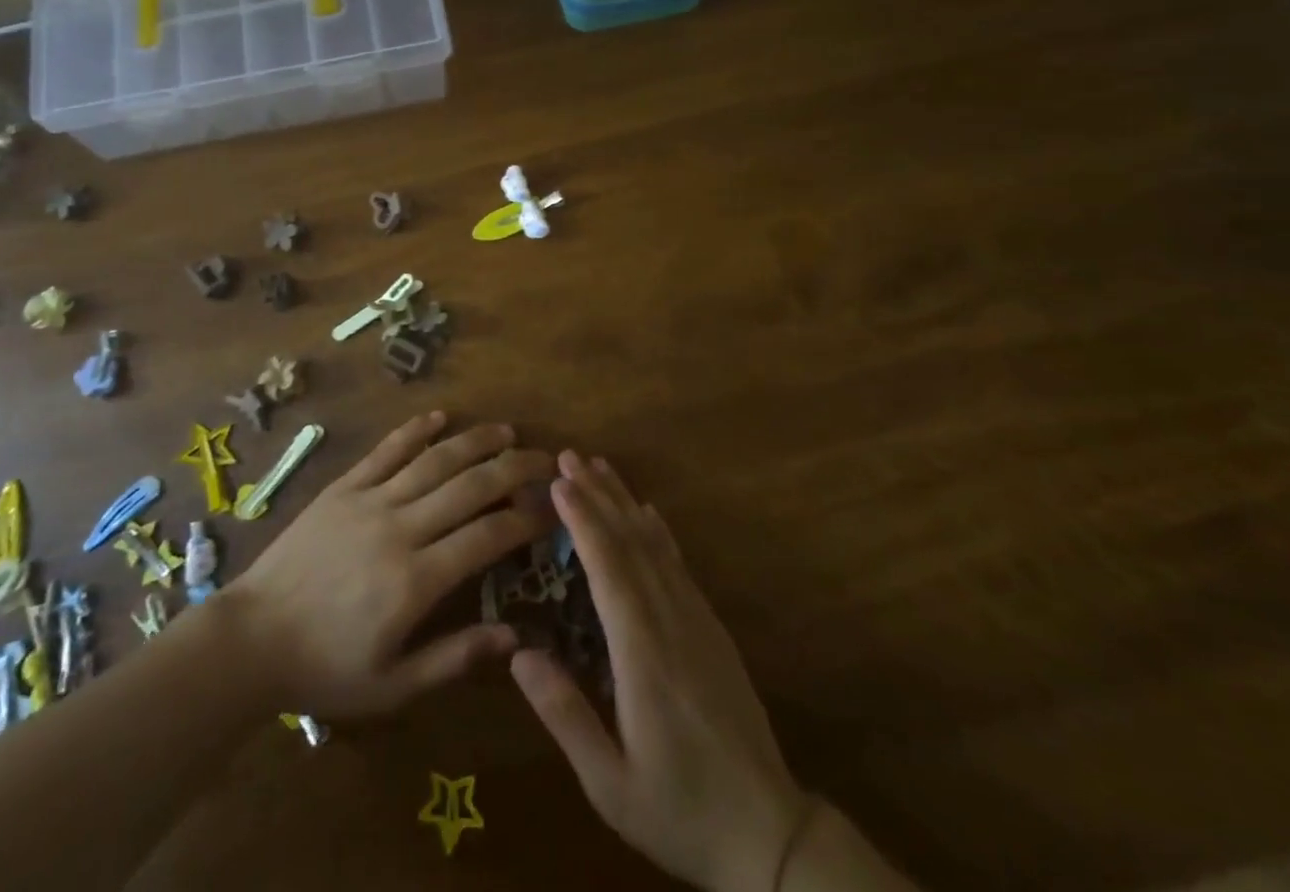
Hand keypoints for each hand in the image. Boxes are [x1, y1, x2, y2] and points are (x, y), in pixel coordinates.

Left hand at [225, 410, 553, 717]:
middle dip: (513, 469)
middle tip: (544, 459)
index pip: (487, 536)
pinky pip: (385, 450)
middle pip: (469, 487)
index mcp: (416, 580)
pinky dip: (414, 430)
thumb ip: (454, 659)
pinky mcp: (343, 487)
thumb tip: (514, 637)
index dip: (525, 519)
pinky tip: (439, 416)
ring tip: (506, 431)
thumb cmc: (325, 668)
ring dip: (474, 441)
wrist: (252, 637)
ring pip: (433, 460)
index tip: (552, 509)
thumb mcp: (392, 686)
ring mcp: (369, 500)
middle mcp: (400, 528)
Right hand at [512, 453, 803, 891]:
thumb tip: (519, 654)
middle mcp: (671, 623)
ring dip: (625, 502)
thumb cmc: (679, 810)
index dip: (583, 521)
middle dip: (599, 495)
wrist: (770, 834)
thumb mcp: (610, 784)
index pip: (609, 569)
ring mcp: (697, 621)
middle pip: (631, 543)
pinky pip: (679, 565)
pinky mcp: (712, 629)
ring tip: (600, 467)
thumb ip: (565, 716)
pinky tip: (648, 513)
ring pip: (656, 546)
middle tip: (569, 456)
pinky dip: (659, 531)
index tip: (558, 482)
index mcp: (643, 655)